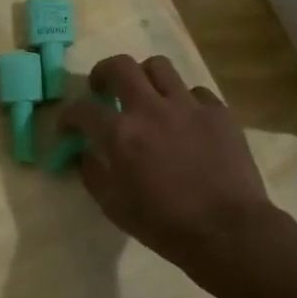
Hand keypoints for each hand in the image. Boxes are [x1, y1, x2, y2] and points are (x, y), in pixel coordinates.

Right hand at [58, 54, 276, 271]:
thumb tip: (83, 154)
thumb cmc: (165, 225)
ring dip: (144, 77)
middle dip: (103, 73)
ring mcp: (188, 105)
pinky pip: (195, 91)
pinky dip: (183, 100)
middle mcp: (151, 108)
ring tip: (145, 95)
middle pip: (120, 66)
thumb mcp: (114, 207)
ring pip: (159, 67)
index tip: (68, 125)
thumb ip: (92, 174)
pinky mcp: (218, 111)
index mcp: (121, 134)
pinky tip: (185, 119)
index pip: (82, 109)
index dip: (68, 115)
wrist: (228, 231)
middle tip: (102, 90)